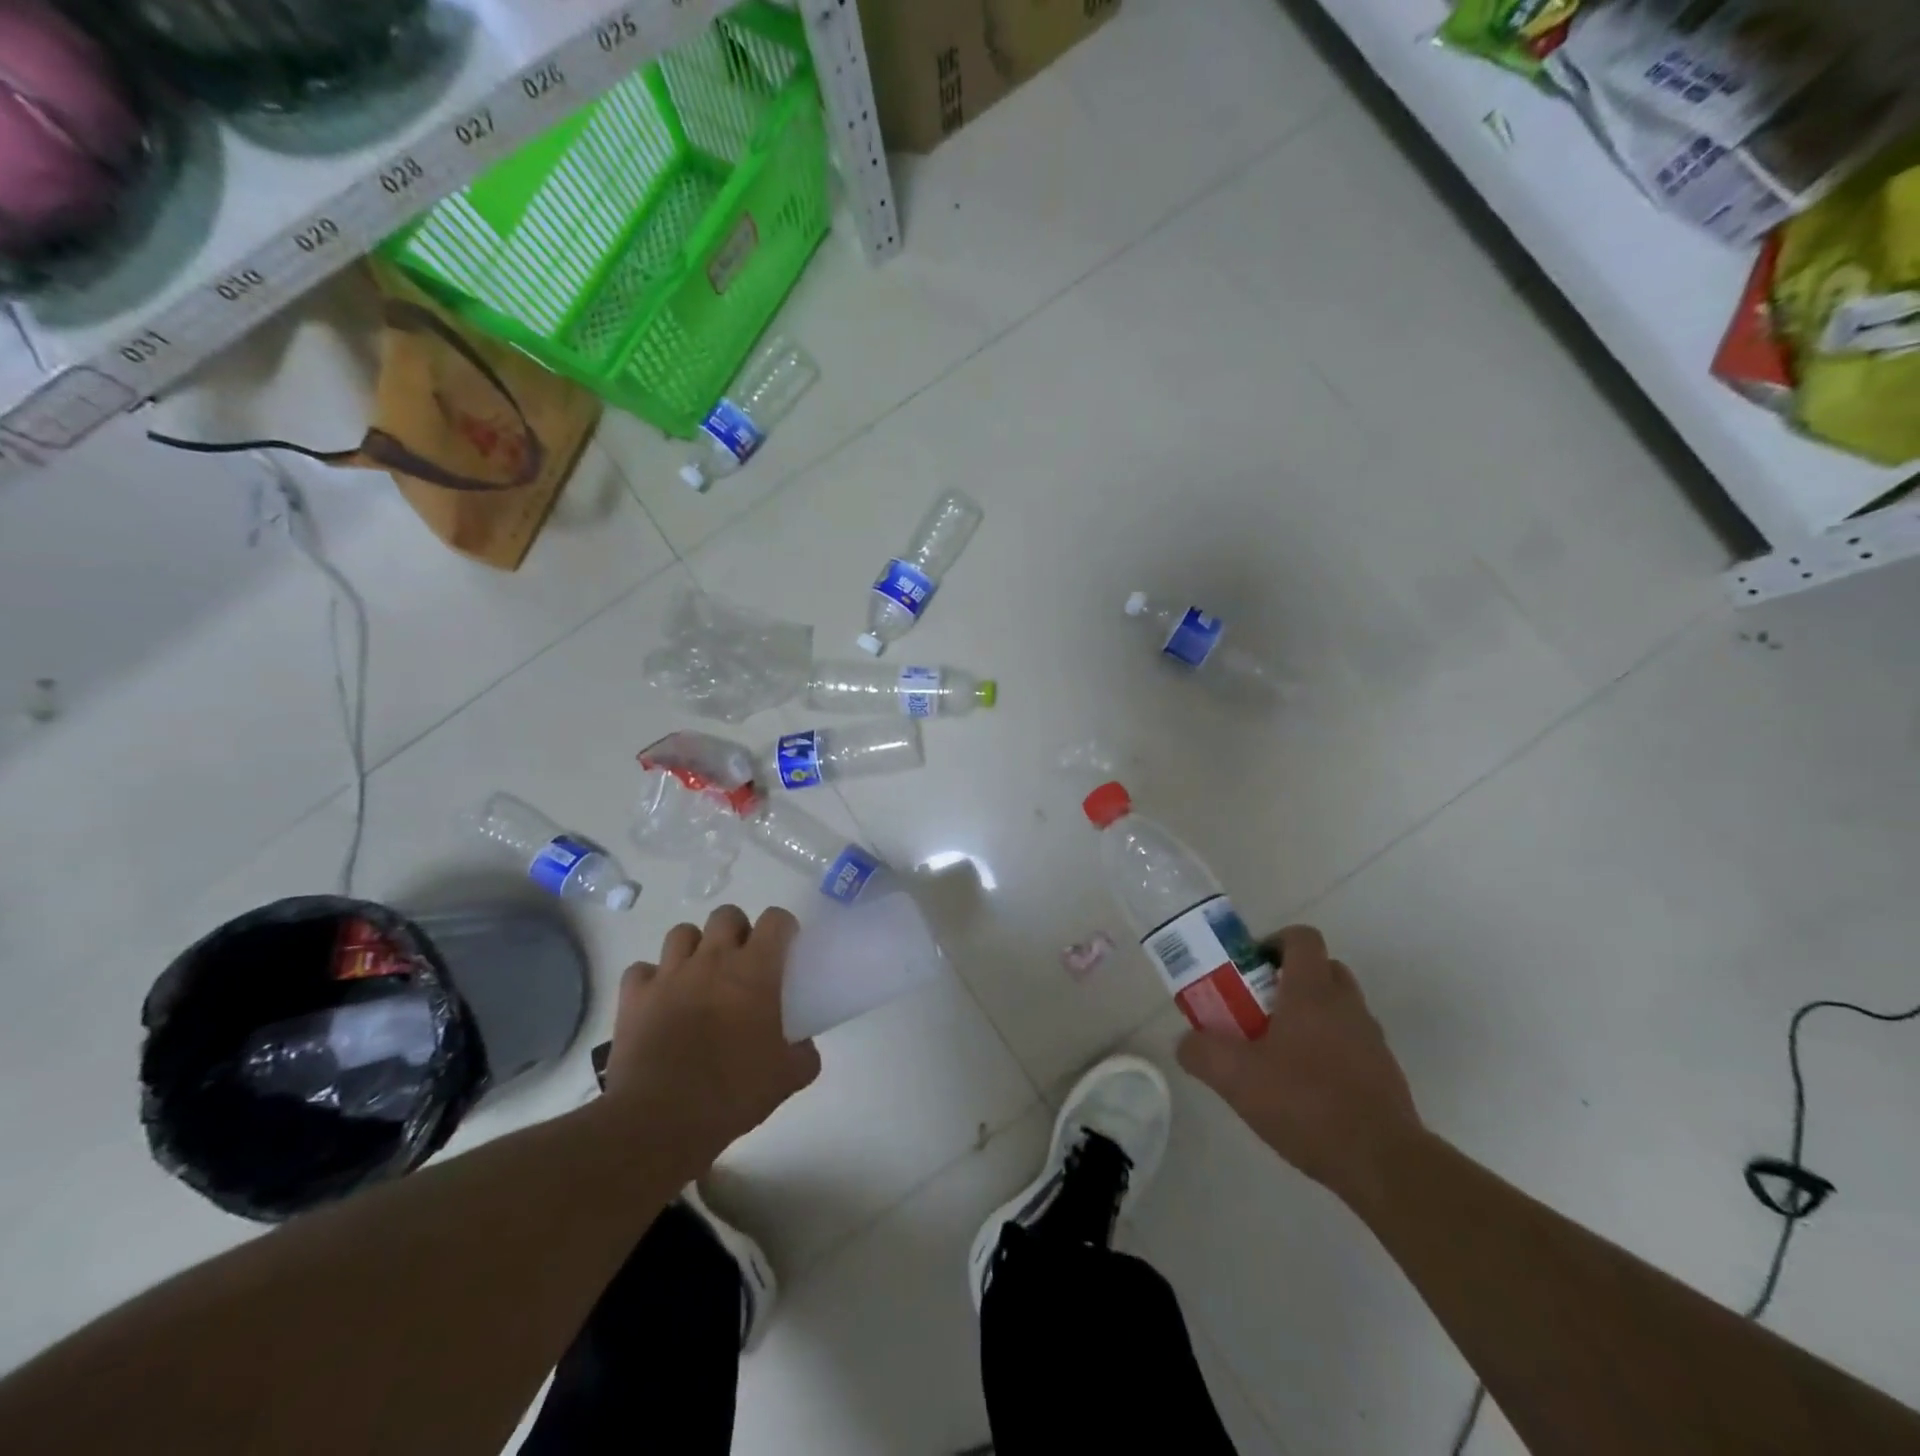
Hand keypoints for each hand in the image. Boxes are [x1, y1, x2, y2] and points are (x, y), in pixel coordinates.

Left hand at [601, 905, 820, 1175]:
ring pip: (682, 933)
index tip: (785, 948)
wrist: (661, 1120)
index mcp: (754, 970)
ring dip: (694, 948)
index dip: (783, 928)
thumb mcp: (787, 1079)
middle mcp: (712, 960)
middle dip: (737, 931)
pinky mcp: (634, 996)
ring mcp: (669, 974)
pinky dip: (652, 979)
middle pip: (726, 915)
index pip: (775, 920)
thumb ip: (804, 1055)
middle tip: (742, 962)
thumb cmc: (732, 1092)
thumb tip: (804, 1047)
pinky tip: (660, 999)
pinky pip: (642, 970)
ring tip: (699, 976)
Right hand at [1177, 925, 1420, 1206]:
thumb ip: (1201, 1053)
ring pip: (1339, 1006)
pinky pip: (1352, 1042)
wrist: (1383, 1164)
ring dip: (1311, 1014)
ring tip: (1278, 1050)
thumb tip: (1186, 1042)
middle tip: (1259, 1005)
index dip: (1274, 942)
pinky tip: (1305, 1086)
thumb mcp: (1235, 1078)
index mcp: (1312, 991)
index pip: (1301, 937)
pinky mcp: (1385, 1072)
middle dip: (1290, 978)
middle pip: (1323, 968)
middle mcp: (1346, 1004)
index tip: (1250, 967)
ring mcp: (1371, 1039)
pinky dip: (1329, 1049)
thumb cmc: (1306, 1103)